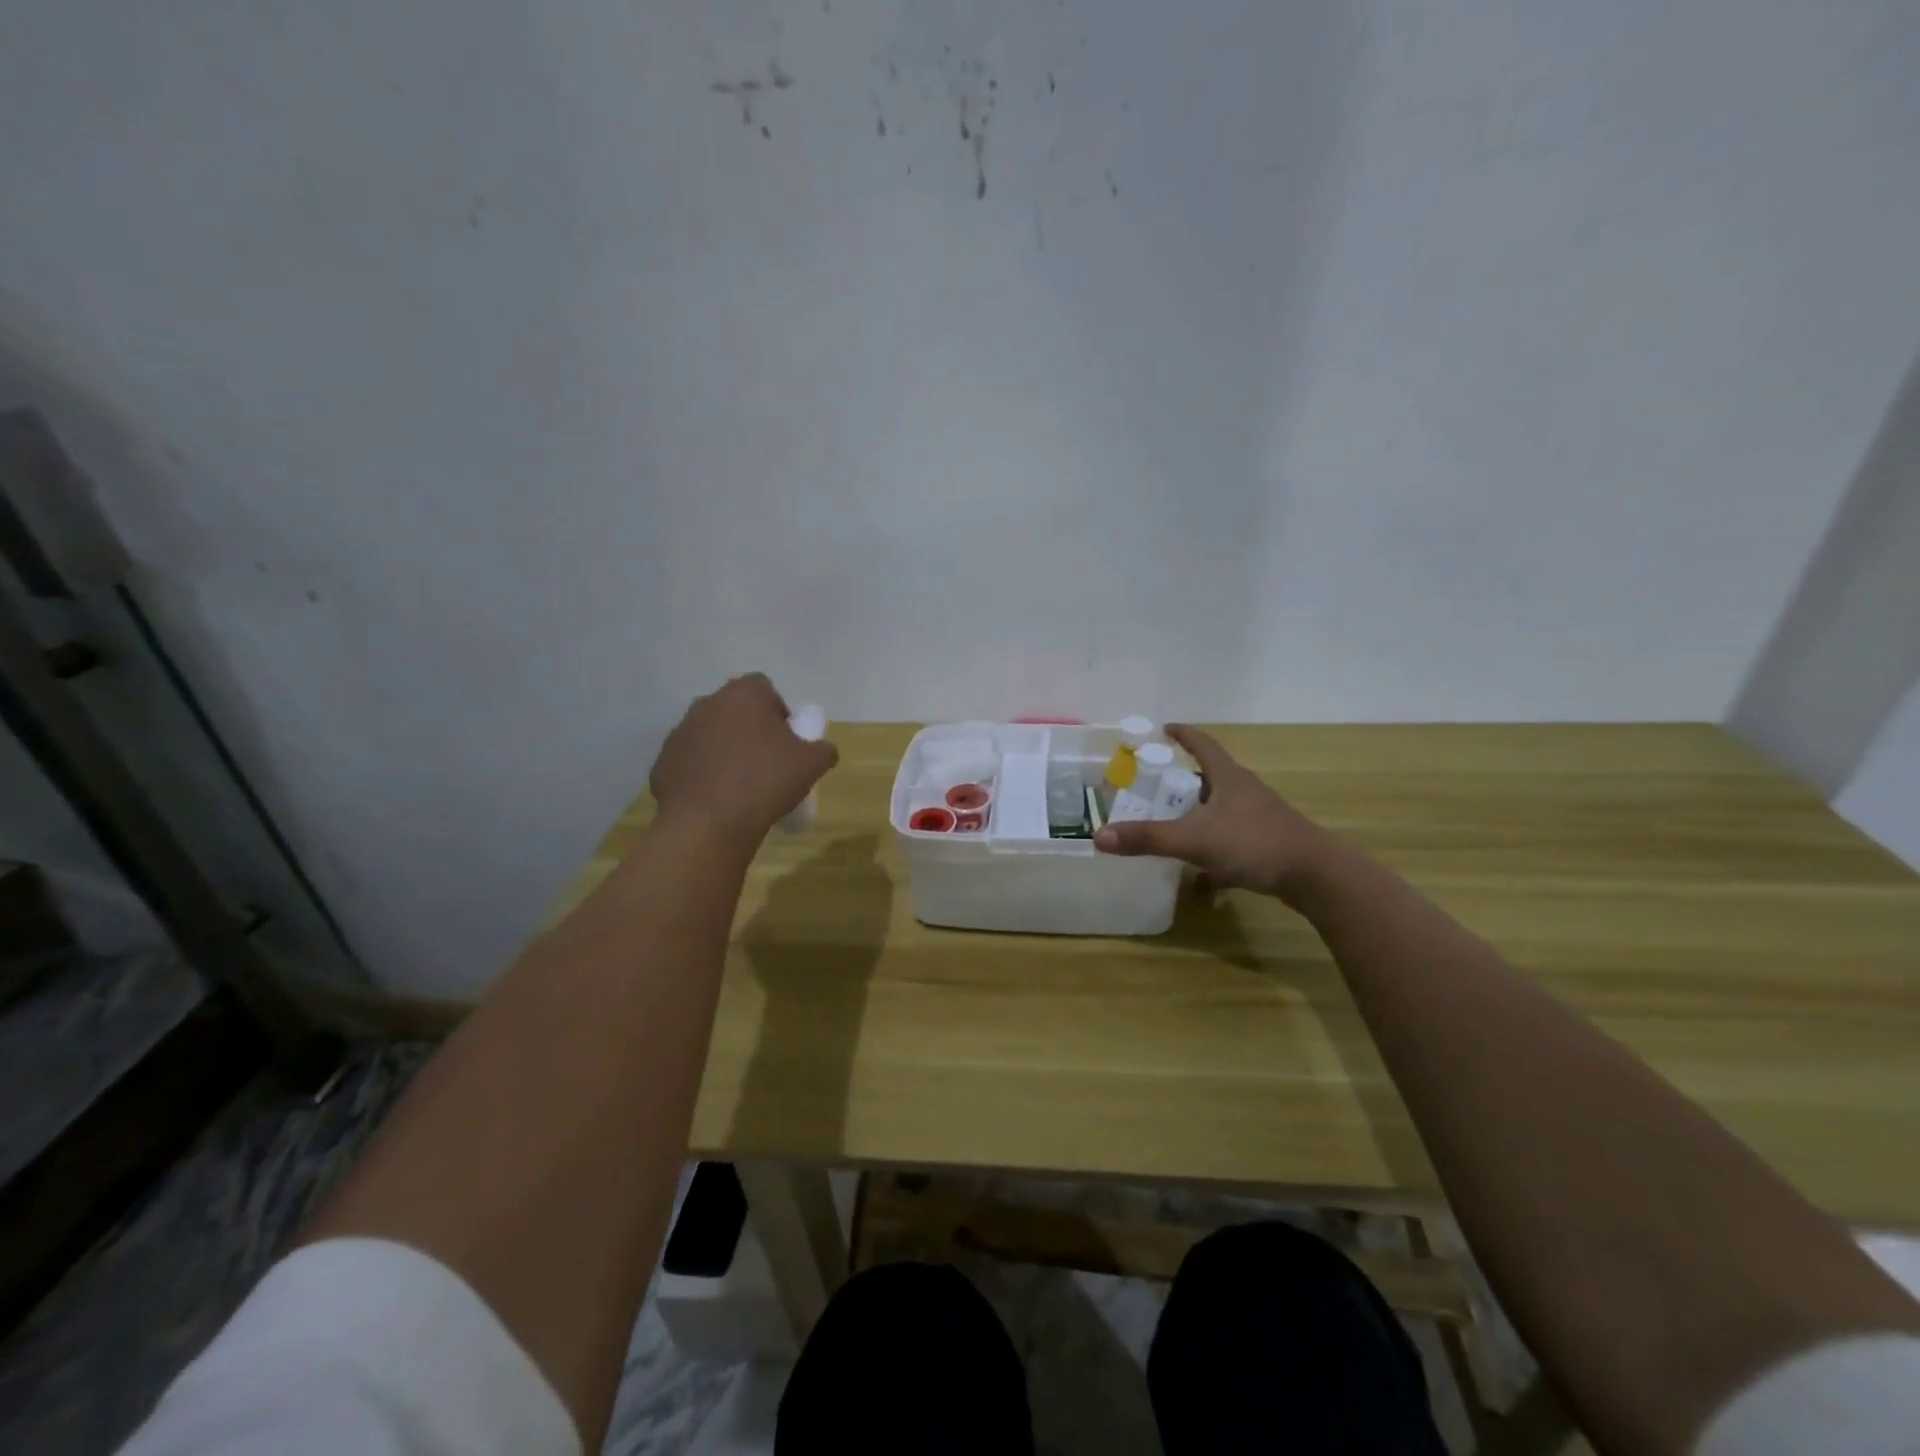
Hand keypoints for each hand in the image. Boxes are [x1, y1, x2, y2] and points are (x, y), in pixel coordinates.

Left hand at [649, 674, 838, 846]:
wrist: (708, 824)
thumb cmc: (765, 782)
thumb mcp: (811, 765)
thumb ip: (823, 749)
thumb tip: (823, 749)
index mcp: (743, 696)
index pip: (764, 687)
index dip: (778, 710)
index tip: (786, 739)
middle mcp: (707, 705)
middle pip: (734, 710)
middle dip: (750, 729)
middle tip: (767, 761)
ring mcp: (680, 733)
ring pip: (710, 734)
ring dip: (725, 750)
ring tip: (741, 784)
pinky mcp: (663, 763)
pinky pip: (691, 761)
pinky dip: (704, 773)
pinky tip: (718, 798)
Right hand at [1094, 724, 1335, 901]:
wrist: (1315, 876)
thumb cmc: (1253, 843)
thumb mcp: (1194, 840)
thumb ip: (1147, 838)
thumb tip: (1099, 836)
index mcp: (1228, 778)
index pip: (1202, 745)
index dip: (1183, 735)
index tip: (1165, 728)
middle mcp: (1245, 791)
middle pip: (1210, 777)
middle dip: (1183, 780)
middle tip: (1154, 787)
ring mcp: (1259, 817)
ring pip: (1221, 809)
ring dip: (1197, 814)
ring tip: (1172, 825)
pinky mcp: (1267, 842)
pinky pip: (1231, 838)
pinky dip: (1212, 848)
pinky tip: (1200, 874)